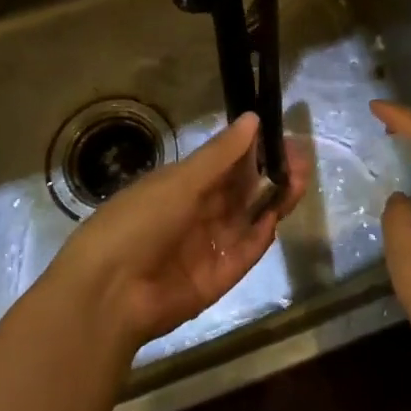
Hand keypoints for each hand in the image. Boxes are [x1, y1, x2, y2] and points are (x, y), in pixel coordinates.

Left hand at [50, 113, 308, 352]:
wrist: (109, 292)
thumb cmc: (139, 221)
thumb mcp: (181, 181)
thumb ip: (221, 154)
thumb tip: (252, 118)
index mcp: (179, 187)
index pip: (224, 165)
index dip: (253, 151)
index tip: (282, 138)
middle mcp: (194, 214)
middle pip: (241, 192)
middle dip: (270, 175)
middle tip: (302, 159)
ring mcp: (205, 248)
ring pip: (247, 220)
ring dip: (272, 201)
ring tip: (300, 181)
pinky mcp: (215, 280)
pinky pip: (243, 254)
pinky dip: (259, 238)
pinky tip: (275, 218)